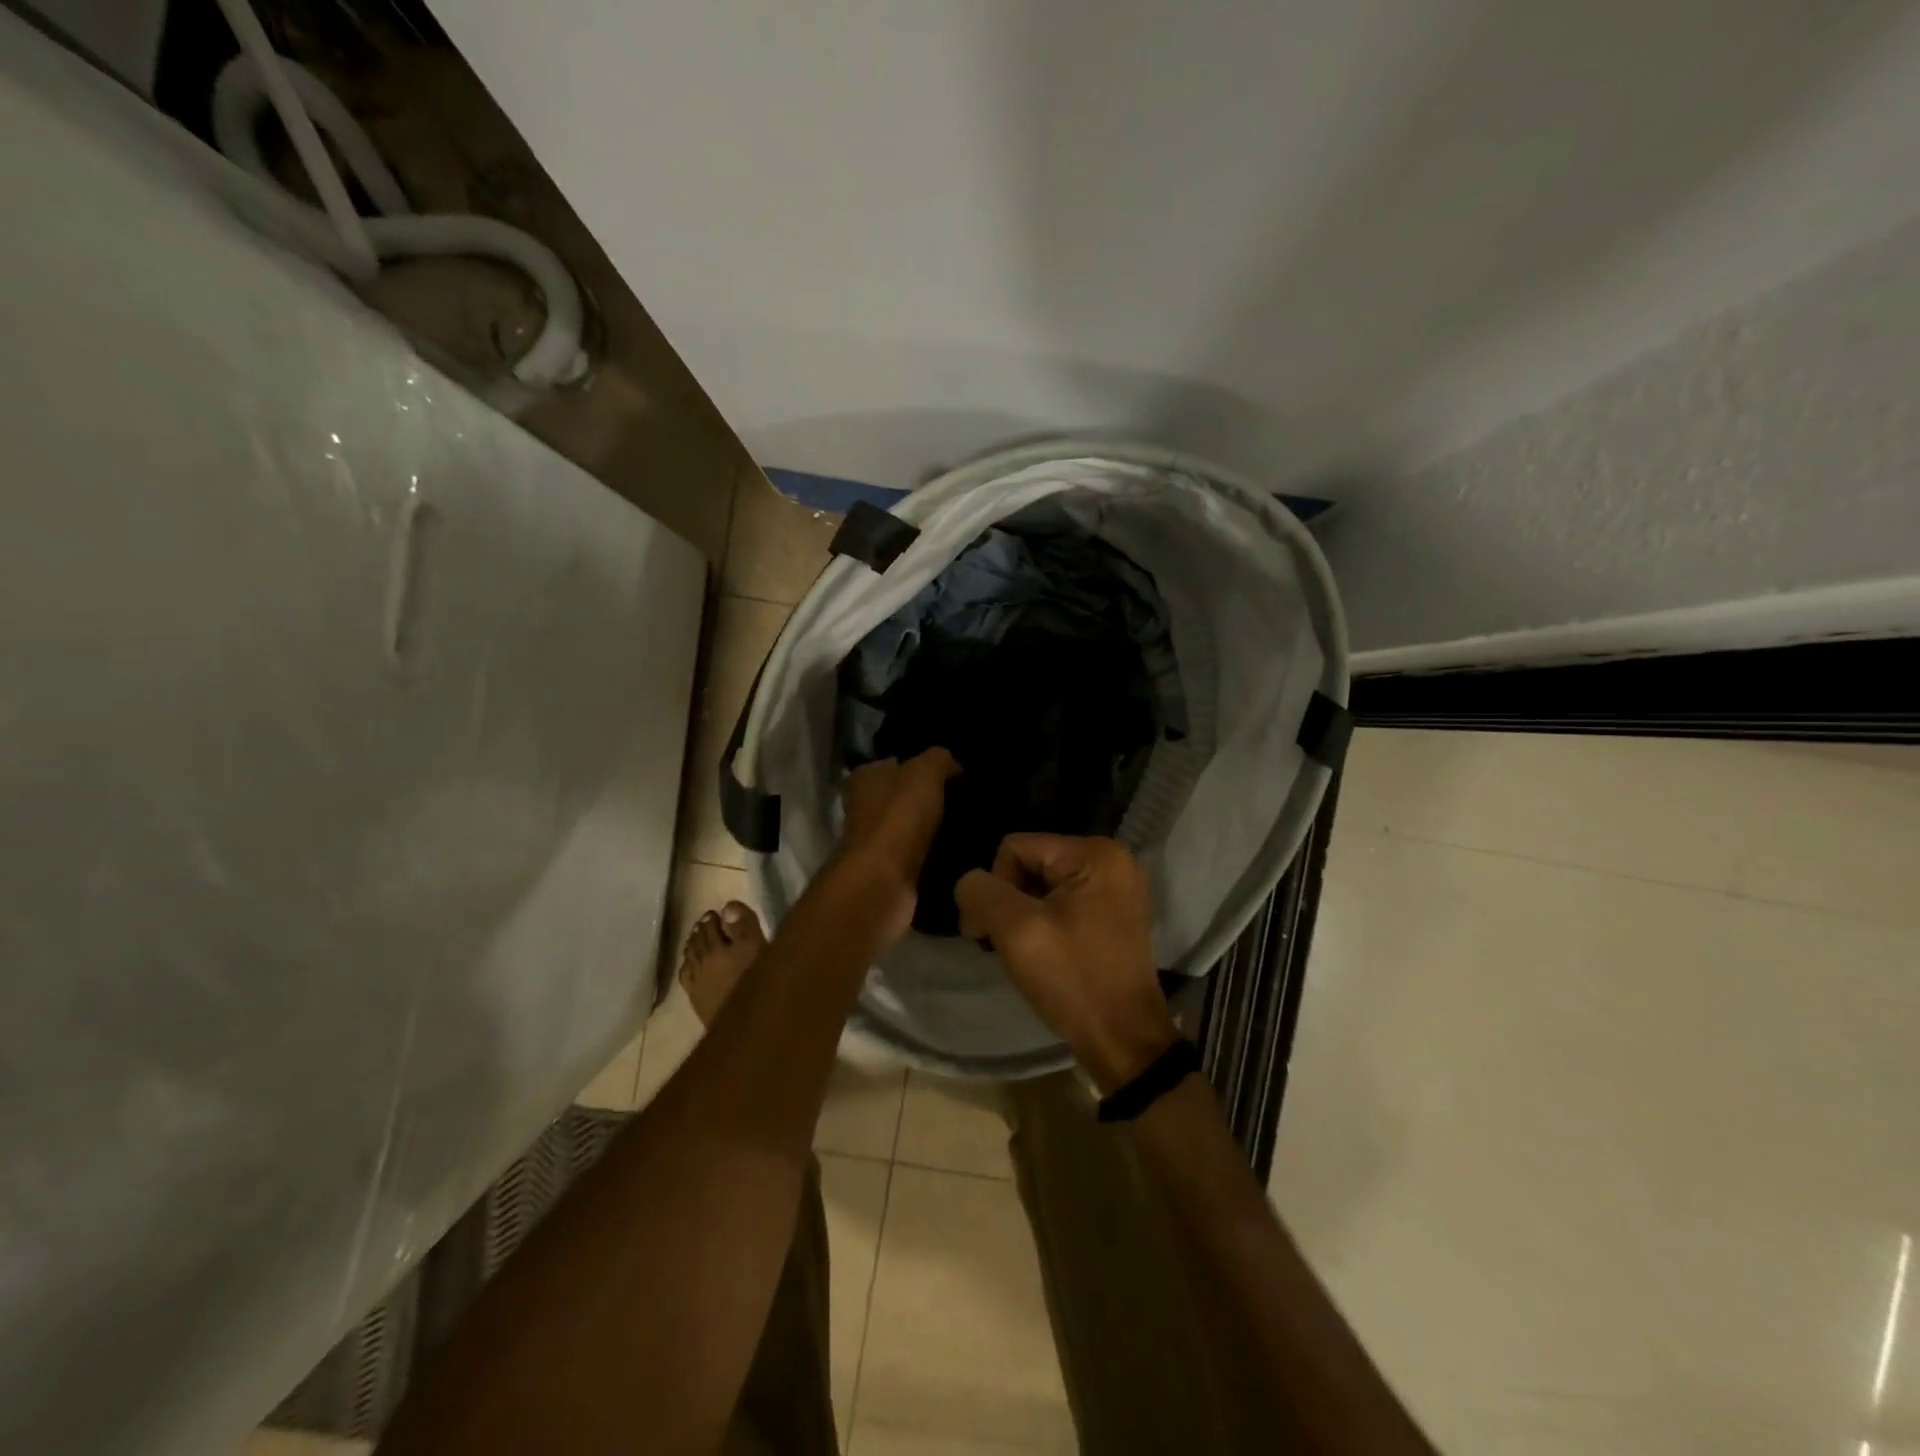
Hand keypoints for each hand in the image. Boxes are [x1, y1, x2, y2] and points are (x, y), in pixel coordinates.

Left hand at [826, 749, 959, 943]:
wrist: (883, 882)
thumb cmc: (898, 818)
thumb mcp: (925, 772)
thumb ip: (939, 759)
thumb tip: (954, 764)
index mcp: (867, 777)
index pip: (897, 762)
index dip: (924, 765)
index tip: (957, 772)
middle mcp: (865, 806)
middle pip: (904, 795)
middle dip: (932, 797)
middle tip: (968, 799)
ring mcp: (876, 840)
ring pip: (913, 825)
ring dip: (936, 827)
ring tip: (971, 824)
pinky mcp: (889, 869)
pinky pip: (918, 853)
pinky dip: (935, 853)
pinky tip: (959, 850)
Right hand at [954, 835, 1179, 1093]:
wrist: (1123, 1041)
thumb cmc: (1073, 979)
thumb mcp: (1016, 930)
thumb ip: (981, 893)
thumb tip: (970, 884)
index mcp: (1094, 852)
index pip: (1015, 848)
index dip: (995, 887)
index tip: (991, 934)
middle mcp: (1110, 860)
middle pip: (1029, 864)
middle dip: (1008, 903)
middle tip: (1004, 946)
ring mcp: (1114, 888)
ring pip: (1041, 886)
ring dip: (1022, 917)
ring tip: (1024, 954)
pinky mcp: (1112, 914)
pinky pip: (1061, 903)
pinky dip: (1043, 925)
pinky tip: (1043, 954)